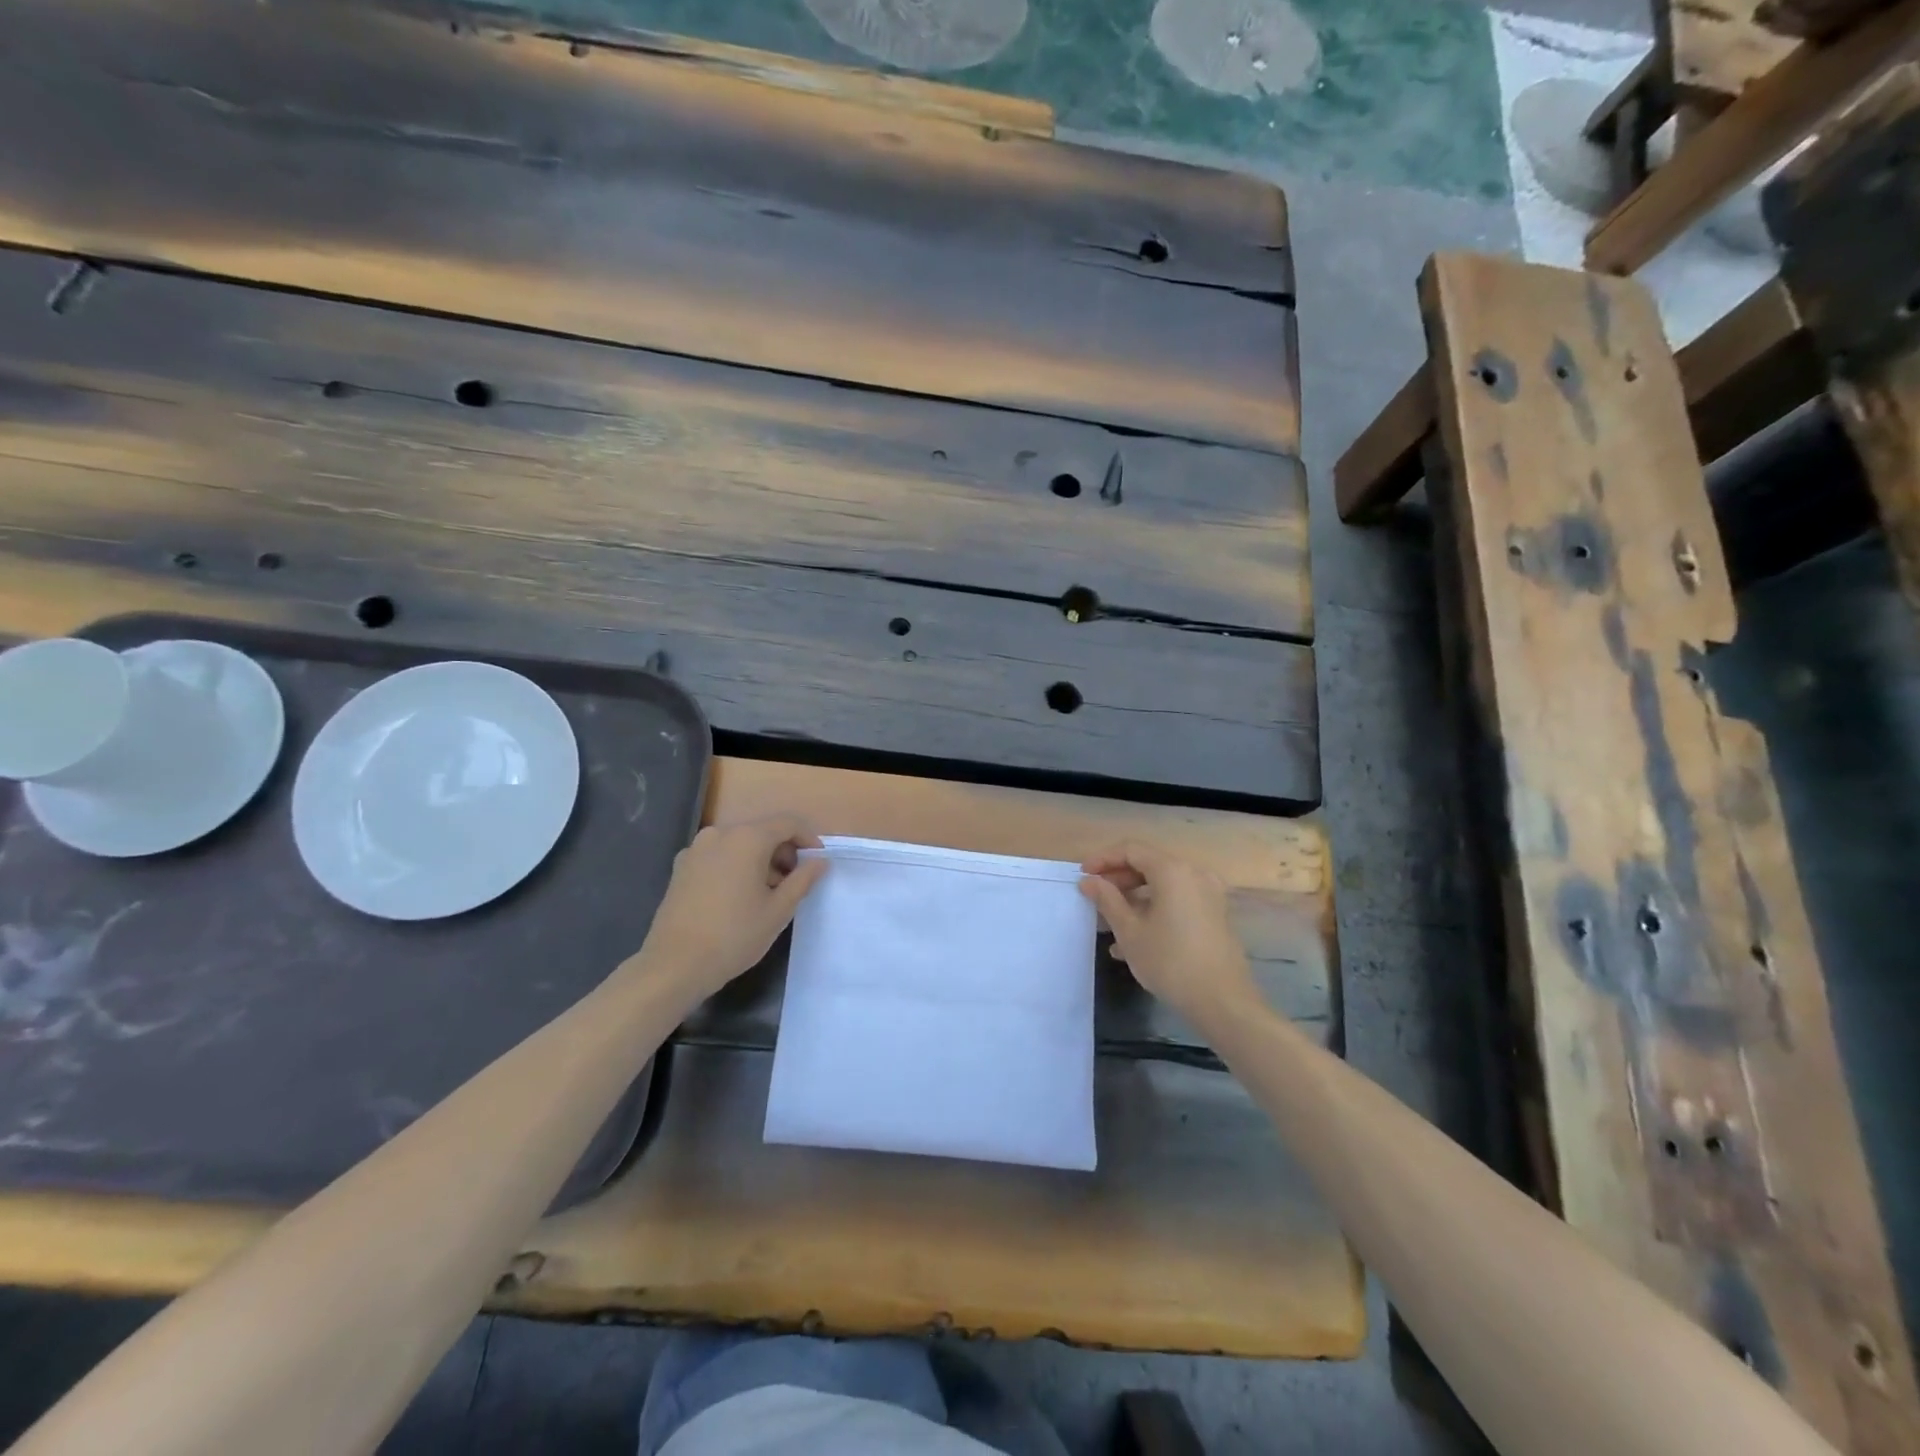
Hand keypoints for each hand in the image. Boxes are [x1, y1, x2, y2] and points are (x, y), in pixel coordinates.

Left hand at [633, 815, 826, 1002]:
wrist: (675, 964)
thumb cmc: (735, 935)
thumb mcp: (779, 910)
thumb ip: (803, 879)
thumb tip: (820, 861)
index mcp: (747, 838)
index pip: (788, 824)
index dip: (808, 839)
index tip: (817, 863)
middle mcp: (720, 834)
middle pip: (762, 831)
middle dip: (783, 852)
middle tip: (794, 883)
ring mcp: (696, 849)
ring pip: (739, 843)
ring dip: (759, 860)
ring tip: (767, 893)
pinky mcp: (681, 867)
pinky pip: (718, 855)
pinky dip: (735, 866)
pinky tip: (737, 897)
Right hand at [1078, 841, 1257, 1027]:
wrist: (1223, 1002)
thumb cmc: (1170, 962)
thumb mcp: (1130, 931)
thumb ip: (1107, 899)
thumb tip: (1088, 880)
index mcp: (1173, 871)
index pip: (1131, 850)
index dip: (1103, 859)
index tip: (1083, 875)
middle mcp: (1194, 874)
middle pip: (1149, 865)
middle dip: (1118, 880)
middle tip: (1095, 898)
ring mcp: (1209, 895)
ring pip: (1163, 886)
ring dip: (1134, 898)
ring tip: (1110, 924)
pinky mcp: (1215, 915)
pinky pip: (1178, 902)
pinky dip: (1155, 910)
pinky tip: (1135, 940)